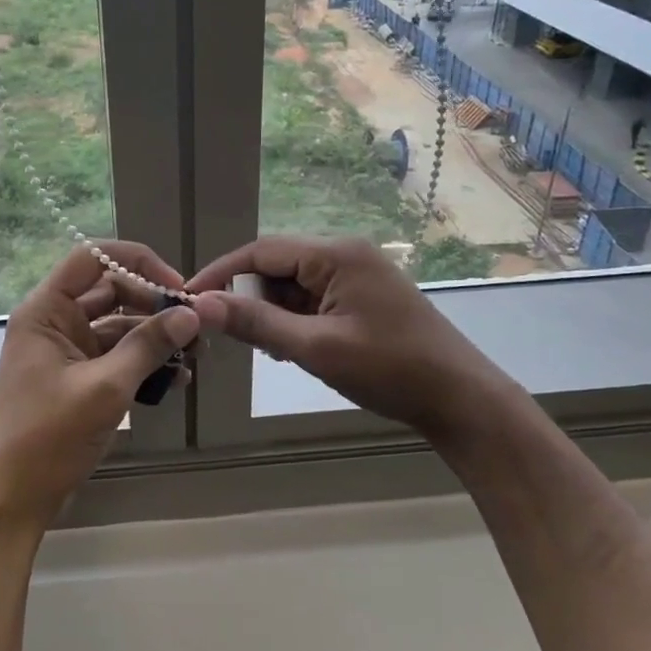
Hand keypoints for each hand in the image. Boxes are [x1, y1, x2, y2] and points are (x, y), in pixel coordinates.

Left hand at [0, 241, 198, 529]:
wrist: (13, 497)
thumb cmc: (49, 436)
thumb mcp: (105, 388)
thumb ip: (148, 346)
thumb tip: (191, 314)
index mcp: (46, 311)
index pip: (91, 258)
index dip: (136, 262)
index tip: (175, 286)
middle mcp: (55, 322)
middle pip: (111, 291)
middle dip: (154, 305)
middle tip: (194, 326)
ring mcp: (67, 351)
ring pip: (118, 326)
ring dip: (155, 338)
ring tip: (194, 357)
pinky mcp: (79, 378)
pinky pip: (117, 357)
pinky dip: (144, 364)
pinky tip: (176, 380)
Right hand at [188, 236, 522, 447]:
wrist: (460, 400)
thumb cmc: (389, 369)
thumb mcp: (315, 348)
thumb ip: (256, 323)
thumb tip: (202, 305)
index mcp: (336, 254)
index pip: (261, 250)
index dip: (222, 273)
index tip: (190, 298)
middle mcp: (345, 254)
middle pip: (277, 265)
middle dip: (250, 297)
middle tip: (231, 334)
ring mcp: (357, 275)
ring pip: (294, 285)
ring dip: (273, 313)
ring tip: (270, 349)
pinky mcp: (364, 297)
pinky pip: (314, 299)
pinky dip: (296, 321)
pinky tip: (295, 350)